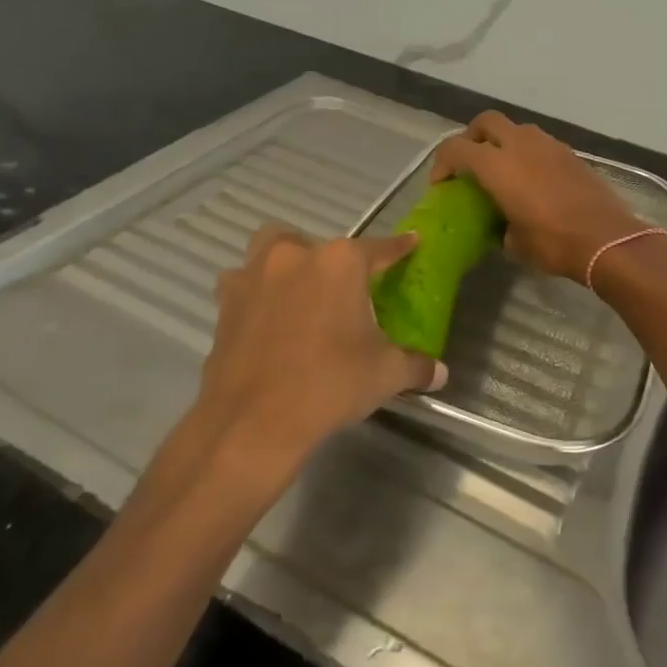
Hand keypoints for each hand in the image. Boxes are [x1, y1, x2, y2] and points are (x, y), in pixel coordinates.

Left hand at [189, 224, 446, 472]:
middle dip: (331, 259)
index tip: (411, 243)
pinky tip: (267, 322)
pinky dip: (256, 296)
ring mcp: (254, 277)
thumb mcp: (385, 374)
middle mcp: (295, 256)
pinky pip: (243, 286)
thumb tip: (439, 372)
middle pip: (319, 243)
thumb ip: (415, 365)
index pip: (380, 248)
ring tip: (298, 293)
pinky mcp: (226, 306)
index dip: (399, 247)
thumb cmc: (329, 384)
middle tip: (342, 290)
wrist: (253, 423)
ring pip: (269, 251)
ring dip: (284, 265)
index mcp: (340, 262)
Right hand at [430, 112, 648, 284]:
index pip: (455, 148)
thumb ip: (500, 226)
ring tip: (503, 170)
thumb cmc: (553, 242)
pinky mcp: (570, 153)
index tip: (442, 185)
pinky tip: (532, 180)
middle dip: (472, 137)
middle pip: (486, 122)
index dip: (442, 163)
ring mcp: (549, 145)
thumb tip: (502, 226)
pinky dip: (528, 153)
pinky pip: (540, 143)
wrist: (607, 238)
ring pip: (516, 128)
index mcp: (497, 165)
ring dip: (503, 142)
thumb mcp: (515, 243)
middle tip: (470, 163)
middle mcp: (520, 144)